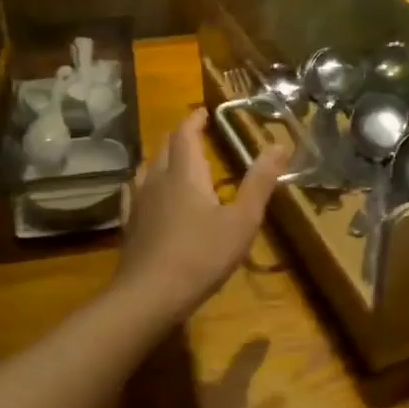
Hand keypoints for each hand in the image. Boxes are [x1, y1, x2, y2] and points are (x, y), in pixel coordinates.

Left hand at [118, 108, 288, 323]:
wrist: (149, 295)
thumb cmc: (201, 255)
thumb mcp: (242, 220)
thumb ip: (260, 182)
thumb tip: (278, 144)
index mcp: (185, 173)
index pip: (185, 134)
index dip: (194, 120)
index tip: (204, 112)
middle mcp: (156, 180)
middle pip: (163, 147)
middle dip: (179, 136)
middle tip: (194, 133)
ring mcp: (138, 203)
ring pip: (146, 168)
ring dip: (161, 157)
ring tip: (174, 159)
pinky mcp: (130, 226)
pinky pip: (134, 193)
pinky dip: (144, 183)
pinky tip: (144, 193)